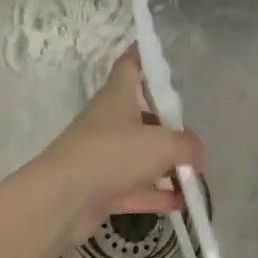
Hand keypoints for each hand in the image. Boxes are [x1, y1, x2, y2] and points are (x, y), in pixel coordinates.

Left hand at [27, 46, 203, 246]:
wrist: (61, 200)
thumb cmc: (112, 155)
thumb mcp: (162, 144)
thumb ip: (187, 146)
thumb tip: (195, 156)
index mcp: (117, 98)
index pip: (130, 66)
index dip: (144, 57)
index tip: (159, 54)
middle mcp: (109, 123)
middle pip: (142, 116)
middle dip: (168, 127)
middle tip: (193, 139)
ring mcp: (103, 157)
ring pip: (140, 156)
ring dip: (166, 166)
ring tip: (194, 178)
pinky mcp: (101, 189)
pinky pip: (135, 188)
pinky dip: (156, 195)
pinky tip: (182, 204)